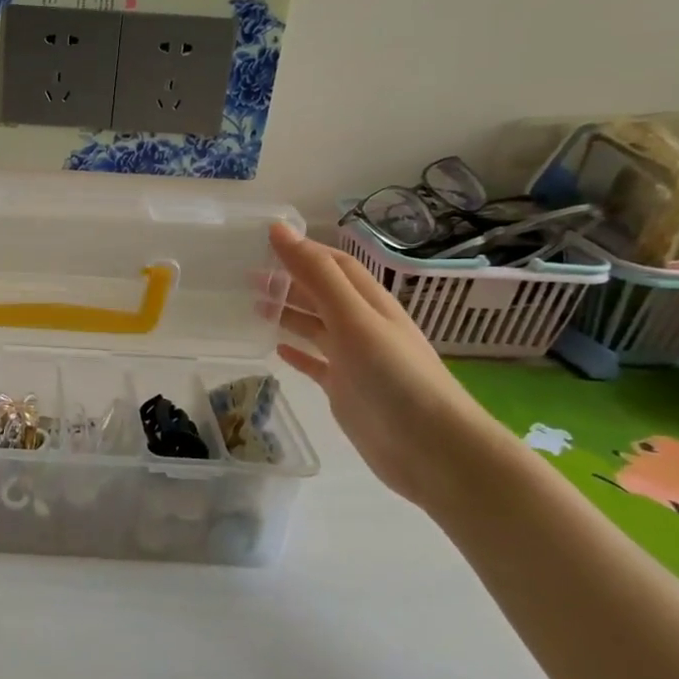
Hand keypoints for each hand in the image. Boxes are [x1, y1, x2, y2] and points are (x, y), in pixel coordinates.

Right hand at [268, 222, 509, 506]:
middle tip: (246, 276)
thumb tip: (280, 229)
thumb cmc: (394, 376)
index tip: (262, 242)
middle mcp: (361, 326)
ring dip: (288, 313)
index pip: (333, 264)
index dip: (302, 250)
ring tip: (253, 305)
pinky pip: (316, 364)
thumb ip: (317, 275)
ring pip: (315, 327)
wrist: (431, 449)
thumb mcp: (353, 318)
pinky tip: (277, 349)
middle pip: (321, 294)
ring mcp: (353, 360)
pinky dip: (297, 353)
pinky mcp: (345, 390)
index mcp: (369, 303)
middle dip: (288, 281)